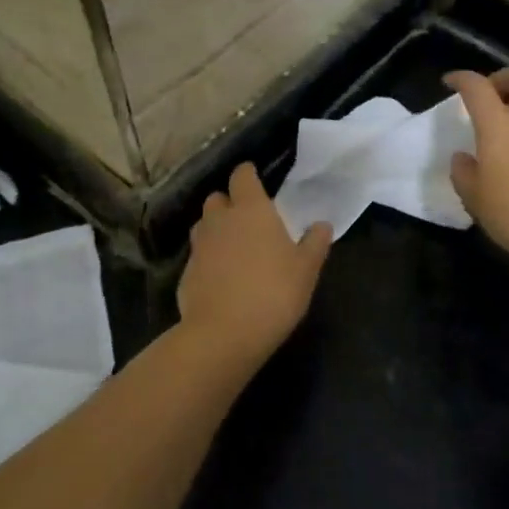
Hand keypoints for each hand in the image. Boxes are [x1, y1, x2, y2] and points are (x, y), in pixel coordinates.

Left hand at [177, 163, 331, 359]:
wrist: (224, 334)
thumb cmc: (273, 292)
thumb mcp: (306, 270)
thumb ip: (314, 243)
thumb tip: (322, 224)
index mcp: (251, 210)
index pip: (243, 176)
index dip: (248, 175)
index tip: (256, 180)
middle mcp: (220, 220)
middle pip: (218, 198)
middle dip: (229, 202)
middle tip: (248, 218)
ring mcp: (199, 246)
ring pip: (204, 226)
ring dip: (216, 229)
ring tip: (234, 247)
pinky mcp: (186, 273)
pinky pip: (198, 256)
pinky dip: (208, 259)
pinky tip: (222, 278)